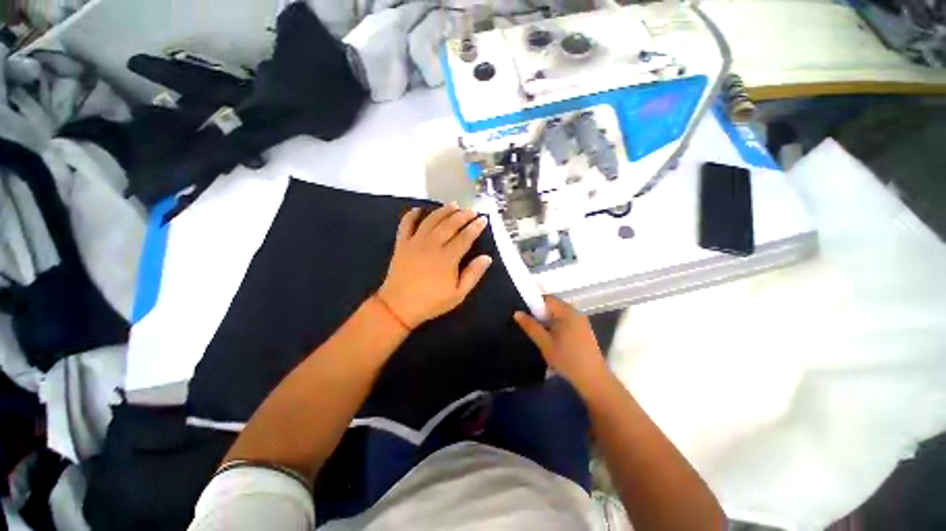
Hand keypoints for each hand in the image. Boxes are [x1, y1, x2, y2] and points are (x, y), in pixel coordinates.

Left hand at [378, 203, 492, 327]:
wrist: (399, 306)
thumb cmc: (431, 302)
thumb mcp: (458, 294)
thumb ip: (473, 274)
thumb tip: (487, 258)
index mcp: (447, 258)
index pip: (465, 237)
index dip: (475, 227)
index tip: (483, 219)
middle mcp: (432, 245)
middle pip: (450, 224)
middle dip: (463, 215)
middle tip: (471, 211)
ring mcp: (415, 242)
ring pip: (431, 220)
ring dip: (443, 210)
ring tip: (453, 205)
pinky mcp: (402, 243)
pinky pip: (406, 224)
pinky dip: (412, 215)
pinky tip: (419, 209)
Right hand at [514, 296, 608, 393]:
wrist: (593, 379)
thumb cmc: (567, 359)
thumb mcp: (544, 343)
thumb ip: (530, 326)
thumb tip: (517, 312)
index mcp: (566, 311)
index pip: (546, 298)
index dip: (534, 304)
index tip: (527, 316)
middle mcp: (575, 312)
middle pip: (553, 306)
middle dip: (541, 315)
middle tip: (533, 329)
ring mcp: (581, 320)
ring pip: (559, 315)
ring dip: (549, 322)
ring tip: (543, 337)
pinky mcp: (584, 329)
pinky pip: (566, 321)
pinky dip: (557, 326)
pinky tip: (555, 341)